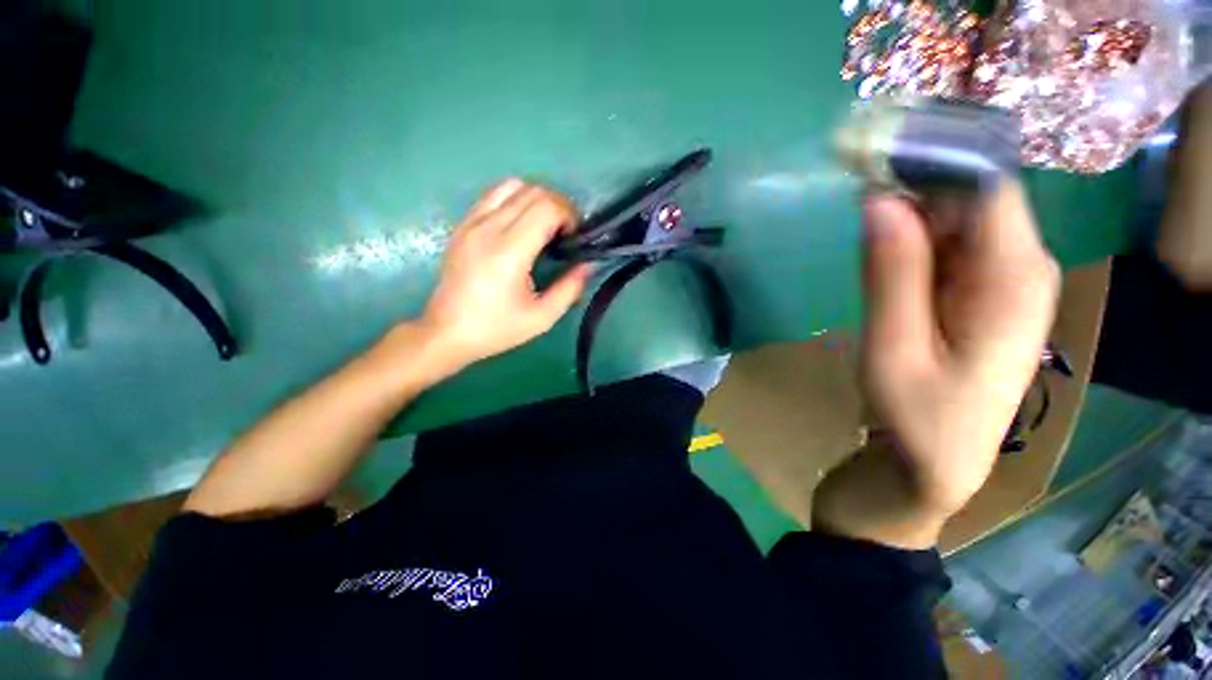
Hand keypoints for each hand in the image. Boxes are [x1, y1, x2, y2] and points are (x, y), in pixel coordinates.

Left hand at [420, 179, 592, 369]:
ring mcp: (472, 222)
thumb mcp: (542, 318)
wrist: (447, 331)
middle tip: (565, 232)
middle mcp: (489, 228)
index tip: (574, 237)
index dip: (569, 215)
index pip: (546, 207)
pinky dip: (515, 199)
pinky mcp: (463, 224)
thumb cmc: (496, 328)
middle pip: (533, 191)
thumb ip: (569, 289)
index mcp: (509, 252)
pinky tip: (521, 224)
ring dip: (537, 199)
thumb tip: (587, 264)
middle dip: (558, 205)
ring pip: (512, 185)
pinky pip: (493, 195)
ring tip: (544, 225)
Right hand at [860, 182, 1060, 515]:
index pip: (986, 186)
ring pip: (957, 219)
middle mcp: (1021, 266)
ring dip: (909, 212)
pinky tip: (882, 249)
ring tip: (862, 214)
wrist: (936, 462)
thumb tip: (878, 201)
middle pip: (971, 197)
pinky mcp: (982, 290)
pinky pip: (949, 245)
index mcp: (1013, 279)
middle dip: (915, 184)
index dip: (933, 160)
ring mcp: (1003, 278)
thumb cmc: (919, 417)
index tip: (874, 151)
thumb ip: (892, 275)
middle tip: (855, 183)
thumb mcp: (894, 349)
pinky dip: (913, 237)